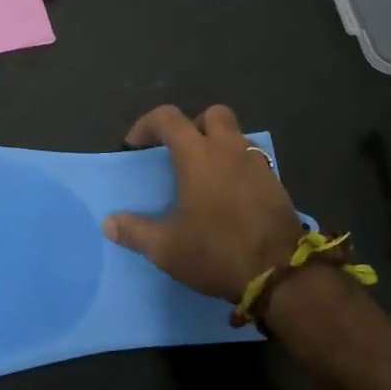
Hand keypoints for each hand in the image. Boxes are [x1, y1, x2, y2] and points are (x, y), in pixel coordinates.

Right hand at [102, 104, 305, 303]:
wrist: (281, 275)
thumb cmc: (217, 252)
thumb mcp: (166, 249)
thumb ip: (135, 232)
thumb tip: (109, 223)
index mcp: (198, 155)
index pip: (167, 118)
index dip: (146, 125)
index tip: (135, 147)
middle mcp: (229, 149)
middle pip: (212, 114)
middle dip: (193, 126)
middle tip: (180, 152)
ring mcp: (257, 164)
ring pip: (237, 136)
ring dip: (219, 145)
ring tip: (206, 176)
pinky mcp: (276, 184)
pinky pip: (253, 160)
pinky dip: (238, 167)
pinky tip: (230, 197)